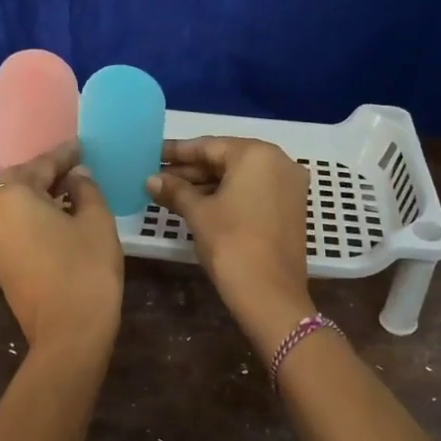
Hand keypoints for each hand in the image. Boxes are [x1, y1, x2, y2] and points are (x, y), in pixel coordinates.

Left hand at [0, 142, 123, 357]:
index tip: (82, 147)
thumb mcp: (96, 221)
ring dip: (41, 198)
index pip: (41, 165)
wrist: (69, 333)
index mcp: (13, 196)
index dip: (65, 155)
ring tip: (72, 192)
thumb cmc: (86, 269)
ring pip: (16, 207)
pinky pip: (15, 228)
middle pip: (21, 184)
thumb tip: (76, 176)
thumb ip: (86, 189)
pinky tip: (60, 218)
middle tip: (77, 168)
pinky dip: (34, 219)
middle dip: (48, 175)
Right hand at [148, 137, 313, 352]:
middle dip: (191, 170)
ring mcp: (289, 186)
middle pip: (226, 160)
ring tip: (170, 193)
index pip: (209, 146)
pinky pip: (252, 192)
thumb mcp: (198, 214)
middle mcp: (279, 162)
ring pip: (239, 177)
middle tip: (158, 177)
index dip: (177, 152)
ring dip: (206, 184)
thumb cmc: (231, 244)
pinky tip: (197, 204)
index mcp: (257, 155)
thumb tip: (150, 179)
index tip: (152, 155)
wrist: (270, 294)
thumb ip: (174, 190)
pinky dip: (226, 196)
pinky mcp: (290, 208)